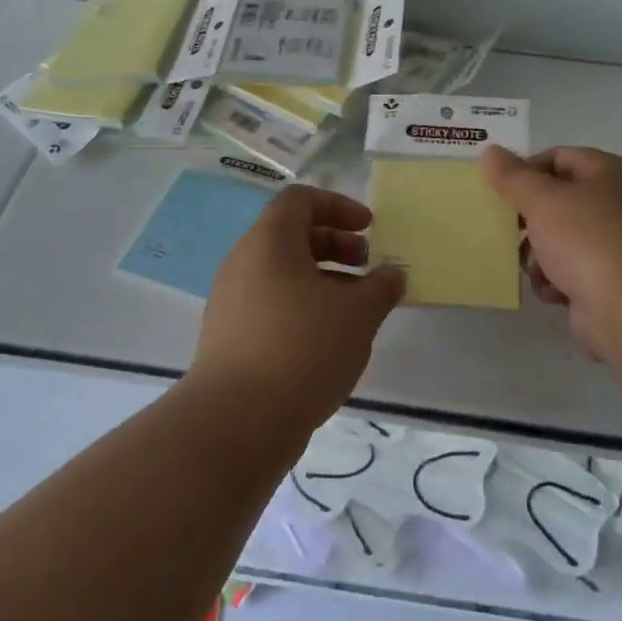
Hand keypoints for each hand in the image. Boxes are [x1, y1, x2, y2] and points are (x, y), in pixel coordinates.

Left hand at [188, 185, 405, 432]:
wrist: (237, 420)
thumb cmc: (303, 348)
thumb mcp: (358, 314)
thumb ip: (381, 286)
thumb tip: (393, 273)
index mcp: (269, 241)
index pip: (300, 200)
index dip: (339, 206)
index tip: (369, 229)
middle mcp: (243, 262)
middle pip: (291, 234)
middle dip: (335, 244)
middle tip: (367, 267)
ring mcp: (231, 300)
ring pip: (281, 272)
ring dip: (322, 278)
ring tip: (355, 308)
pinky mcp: (228, 335)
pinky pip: (270, 302)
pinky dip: (302, 304)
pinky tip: (328, 338)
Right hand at [481, 145, 621, 360]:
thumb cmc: (588, 240)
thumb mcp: (543, 199)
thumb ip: (512, 177)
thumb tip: (490, 152)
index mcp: (608, 173)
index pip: (557, 158)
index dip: (525, 170)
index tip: (497, 190)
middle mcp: (615, 204)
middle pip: (556, 202)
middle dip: (528, 220)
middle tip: (504, 230)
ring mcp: (614, 246)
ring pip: (558, 240)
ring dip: (537, 255)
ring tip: (535, 267)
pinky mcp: (608, 283)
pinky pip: (568, 274)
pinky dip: (555, 281)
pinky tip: (553, 292)